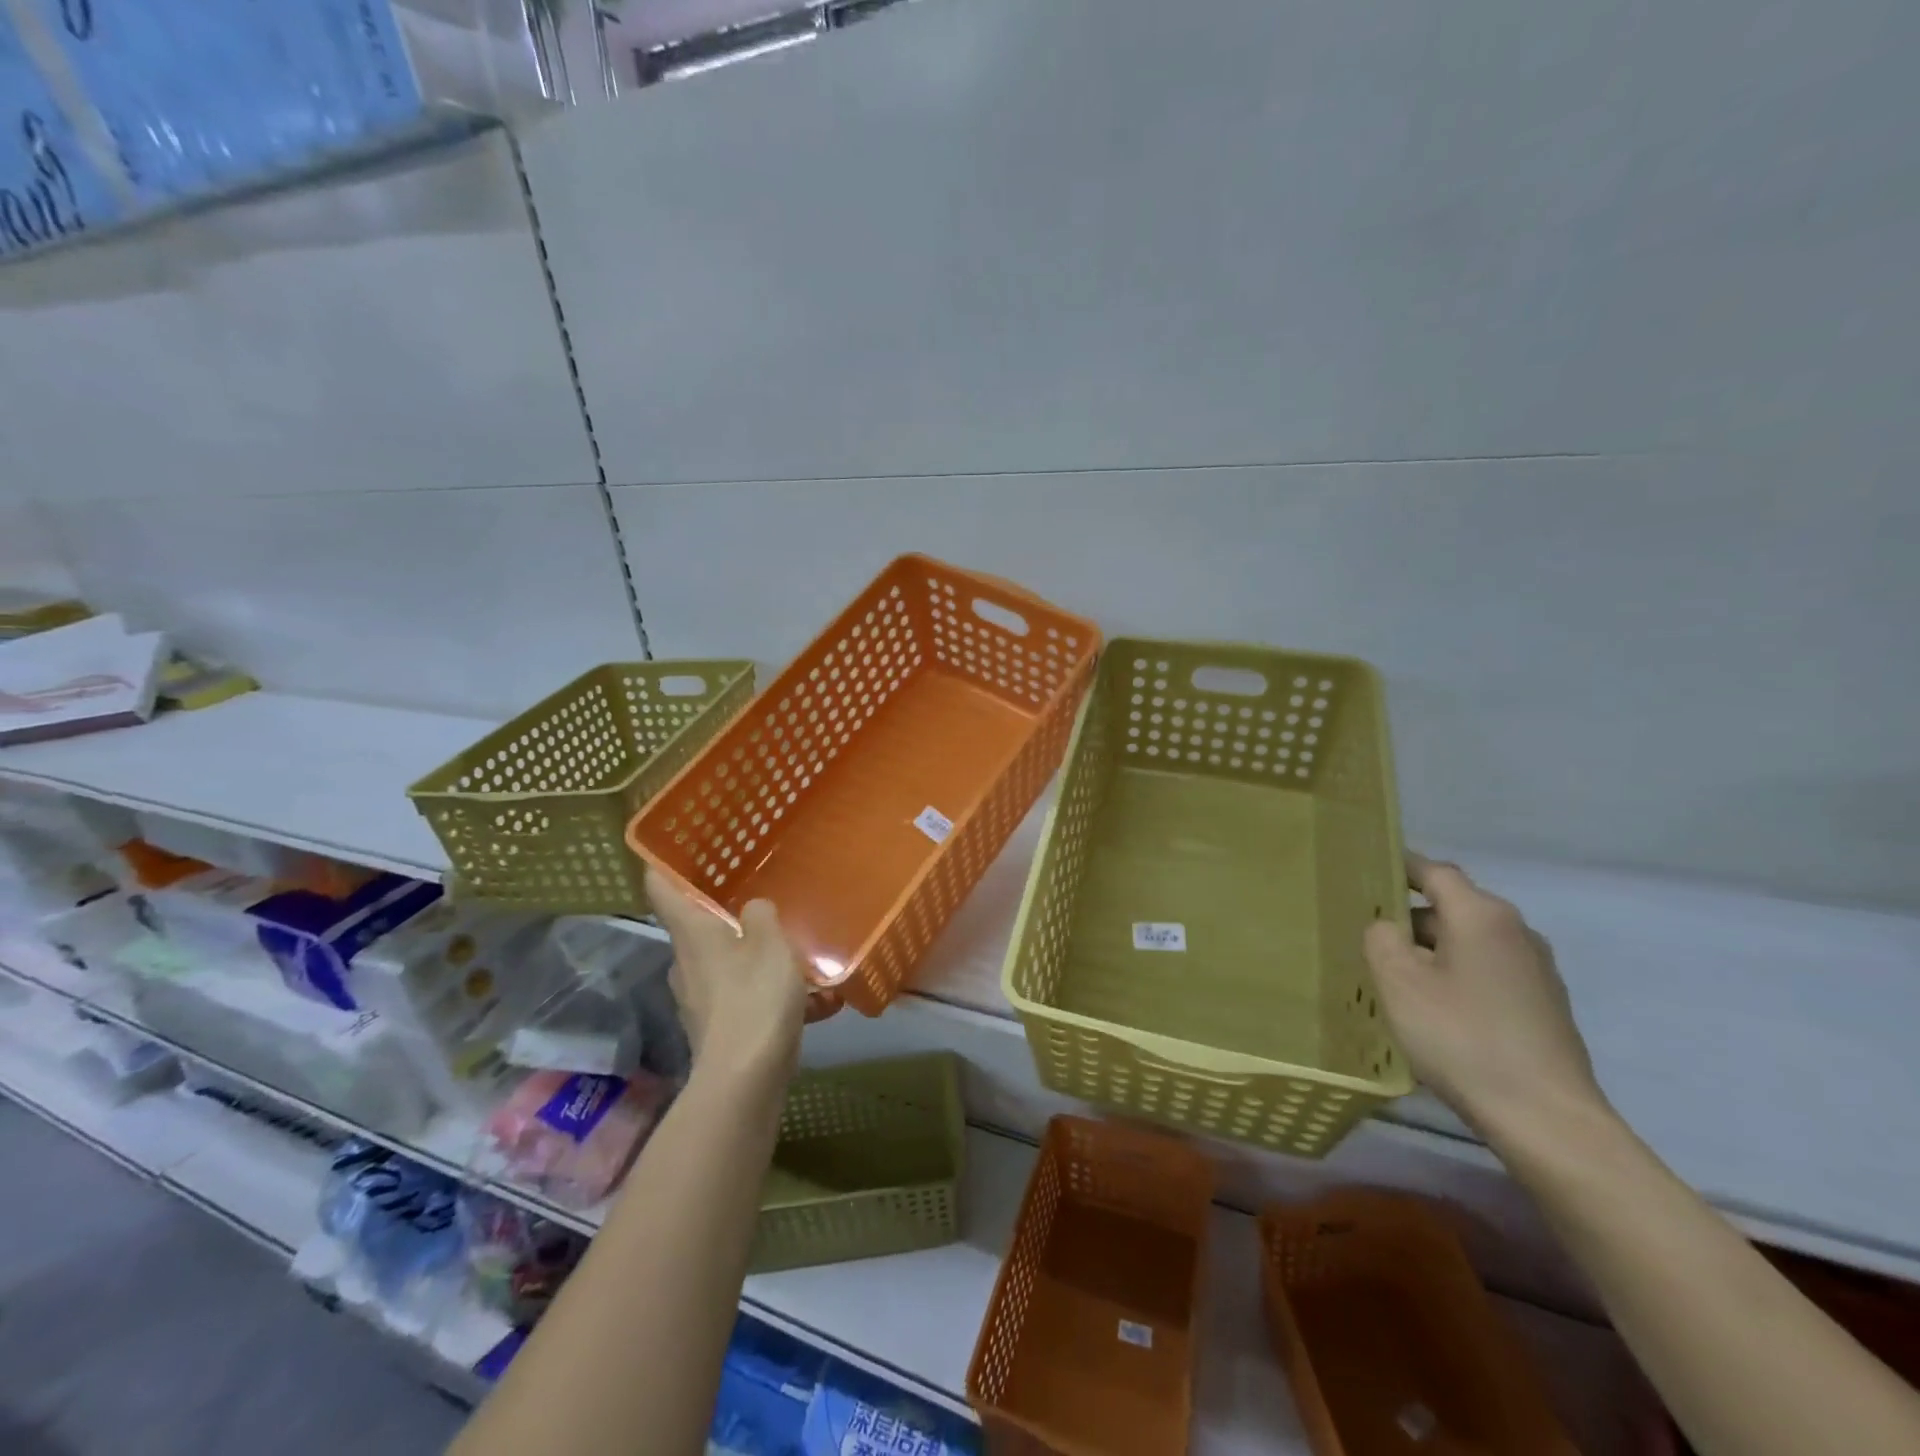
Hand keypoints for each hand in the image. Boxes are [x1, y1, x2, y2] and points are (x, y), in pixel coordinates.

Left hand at [646, 869, 829, 1084]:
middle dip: (722, 913)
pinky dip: (763, 991)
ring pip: (721, 962)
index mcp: (692, 933)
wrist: (744, 1079)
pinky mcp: (714, 1028)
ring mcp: (696, 998)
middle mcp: (685, 962)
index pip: (660, 888)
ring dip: (749, 955)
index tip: (672, 847)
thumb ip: (762, 915)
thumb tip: (753, 909)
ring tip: (790, 951)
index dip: (662, 864)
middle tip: (755, 896)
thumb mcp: (771, 942)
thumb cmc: (755, 997)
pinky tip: (806, 999)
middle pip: (695, 927)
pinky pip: (739, 995)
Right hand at [1363, 853, 1606, 1143]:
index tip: (1366, 870)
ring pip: (1470, 941)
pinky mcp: (1545, 1005)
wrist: (1545, 1118)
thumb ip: (1382, 938)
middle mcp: (1516, 931)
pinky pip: (1488, 971)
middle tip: (1367, 935)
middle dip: (1410, 916)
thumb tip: (1389, 928)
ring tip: (1396, 976)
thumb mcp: (1398, 981)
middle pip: (1453, 906)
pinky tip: (1436, 1009)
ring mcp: (1537, 970)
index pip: (1434, 872)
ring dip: (1433, 950)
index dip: (1399, 866)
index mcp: (1482, 915)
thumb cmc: (1461, 1037)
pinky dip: (1457, 975)